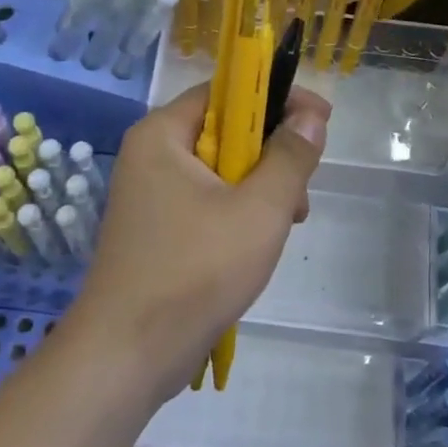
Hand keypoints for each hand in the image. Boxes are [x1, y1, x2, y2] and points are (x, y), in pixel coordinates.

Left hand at [69, 82, 329, 400]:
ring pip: (219, 169)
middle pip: (224, 129)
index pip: (226, 90)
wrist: (127, 355)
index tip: (320, 119)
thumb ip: (290, 158)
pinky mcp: (156, 230)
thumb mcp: (259, 211)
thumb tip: (310, 118)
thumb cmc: (195, 272)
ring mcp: (149, 195)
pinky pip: (205, 200)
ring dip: (260, 185)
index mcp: (162, 135)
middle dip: (271, 150)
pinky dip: (238, 210)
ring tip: (290, 220)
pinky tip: (260, 241)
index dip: (276, 96)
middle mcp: (150, 155)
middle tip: (305, 182)